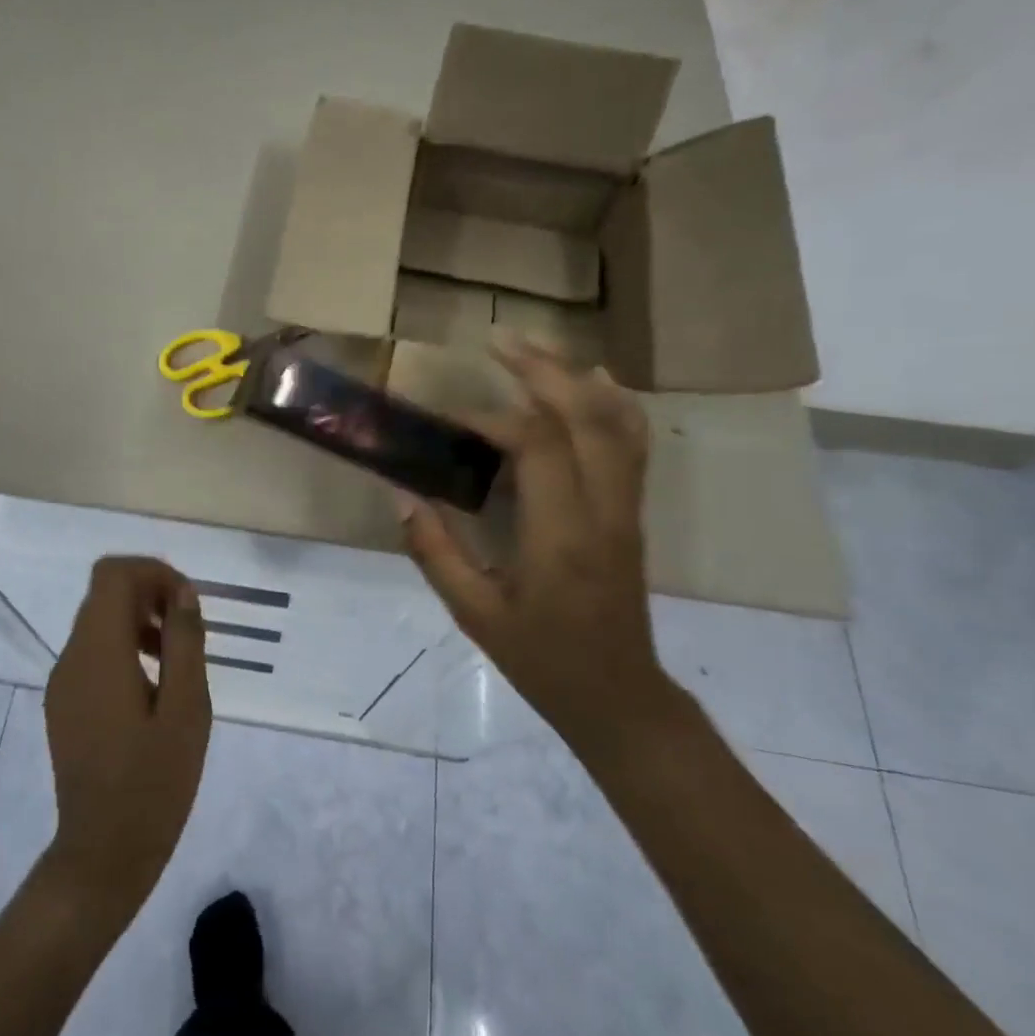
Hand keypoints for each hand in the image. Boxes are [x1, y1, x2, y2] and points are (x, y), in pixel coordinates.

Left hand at [39, 557, 210, 921]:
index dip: (154, 573)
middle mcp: (72, 657)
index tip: (187, 604)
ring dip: (140, 621)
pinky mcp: (64, 703)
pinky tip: (154, 687)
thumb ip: (184, 642)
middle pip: (105, 594)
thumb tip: (182, 594)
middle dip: (150, 595)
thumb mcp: (187, 709)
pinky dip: (124, 647)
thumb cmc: (153, 783)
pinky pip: (93, 652)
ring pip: (99, 621)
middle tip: (189, 631)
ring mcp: (63, 681)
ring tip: (177, 660)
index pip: (113, 574)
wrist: (102, 855)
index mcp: (98, 653)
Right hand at [400, 337, 666, 743]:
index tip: (450, 416)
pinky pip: (632, 445)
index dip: (491, 419)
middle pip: (585, 418)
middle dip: (542, 370)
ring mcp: (625, 508)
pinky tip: (595, 381)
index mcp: (561, 537)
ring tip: (537, 349)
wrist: (618, 695)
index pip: (536, 447)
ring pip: (616, 423)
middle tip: (499, 340)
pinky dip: (614, 404)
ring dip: (577, 377)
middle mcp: (602, 511)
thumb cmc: (542, 659)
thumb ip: (436, 552)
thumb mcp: (475, 614)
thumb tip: (403, 495)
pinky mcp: (632, 512)